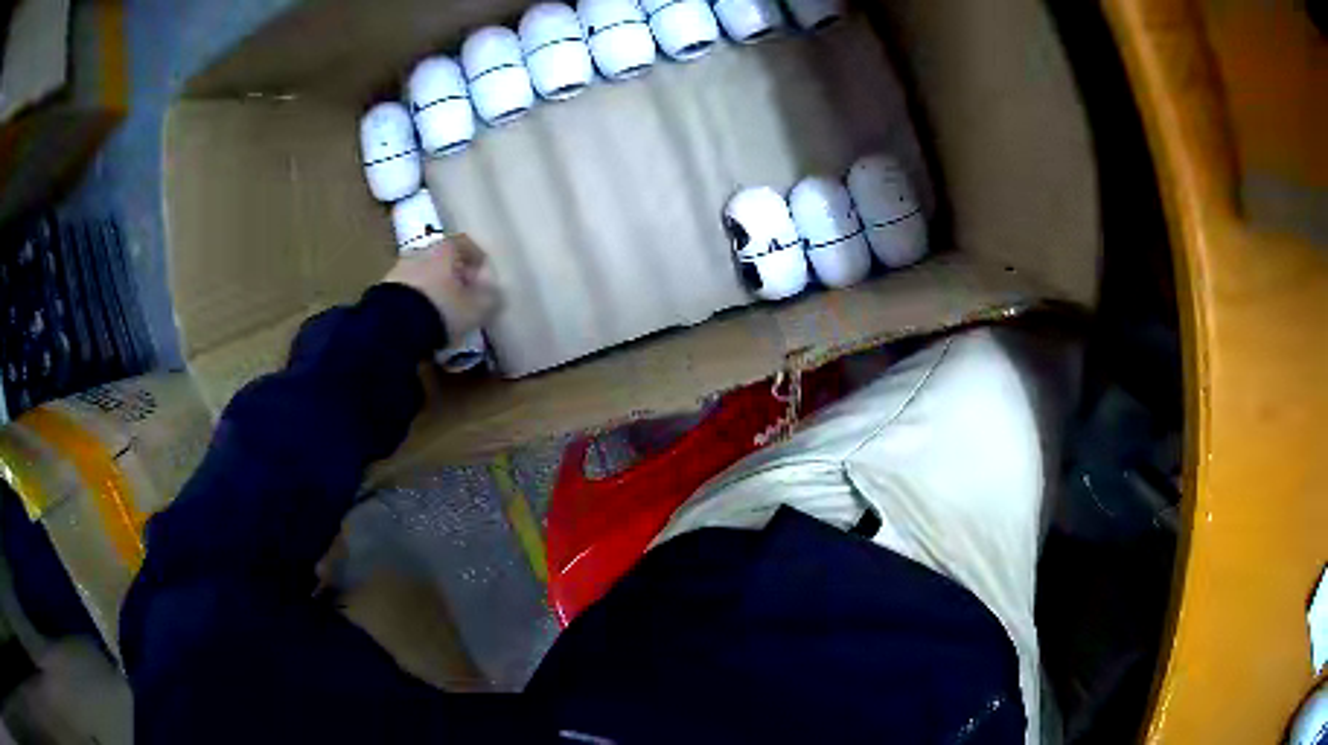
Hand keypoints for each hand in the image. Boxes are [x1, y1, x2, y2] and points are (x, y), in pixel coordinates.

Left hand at [383, 234, 499, 341]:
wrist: (393, 325)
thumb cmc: (441, 308)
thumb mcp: (475, 308)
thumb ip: (489, 297)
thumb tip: (493, 292)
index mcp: (444, 249)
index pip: (466, 244)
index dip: (478, 260)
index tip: (484, 279)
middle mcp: (420, 252)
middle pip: (442, 260)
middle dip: (454, 276)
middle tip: (464, 296)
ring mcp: (398, 270)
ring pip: (423, 275)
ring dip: (433, 289)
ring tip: (441, 312)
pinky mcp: (383, 291)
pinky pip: (407, 292)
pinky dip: (416, 301)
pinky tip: (421, 320)